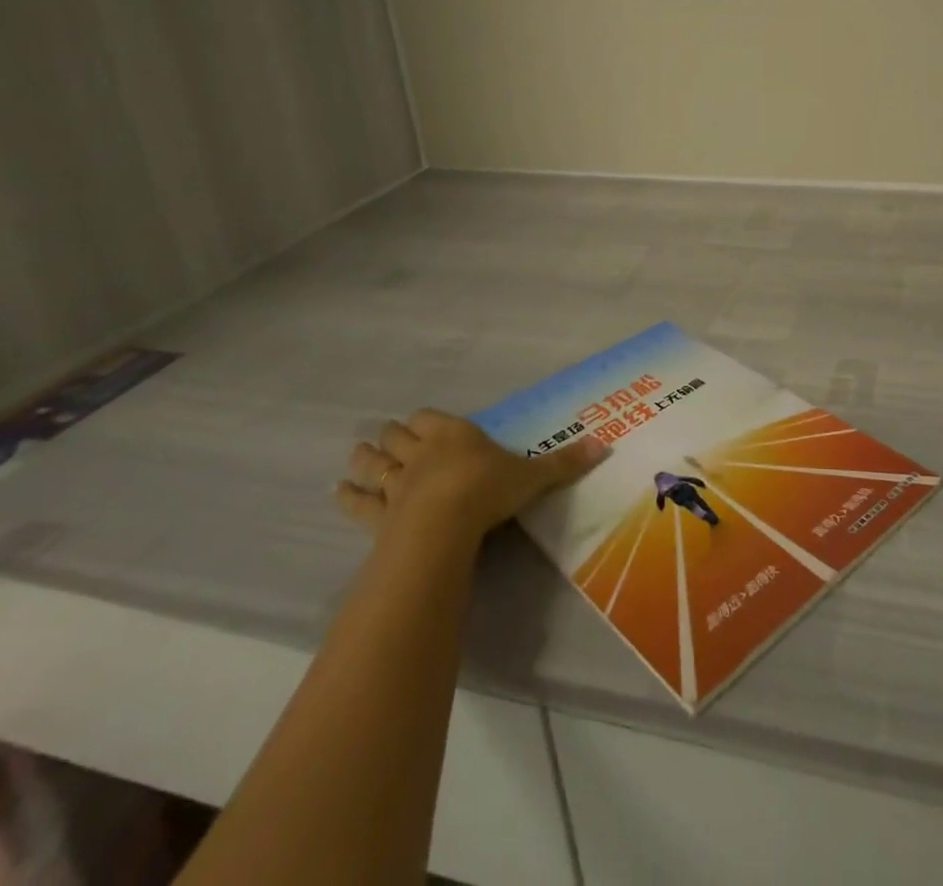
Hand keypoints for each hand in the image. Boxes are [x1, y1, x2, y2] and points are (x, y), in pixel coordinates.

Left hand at [337, 410, 608, 548]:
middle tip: (393, 440)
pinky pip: (358, 502)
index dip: (426, 423)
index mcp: (454, 434)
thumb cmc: (489, 490)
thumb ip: (564, 463)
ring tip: (361, 455)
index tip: (427, 428)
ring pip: (372, 461)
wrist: (446, 523)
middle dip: (393, 436)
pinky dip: (347, 496)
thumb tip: (605, 446)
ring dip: (366, 458)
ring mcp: (395, 482)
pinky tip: (337, 491)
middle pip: (396, 435)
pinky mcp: (378, 514)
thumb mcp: (533, 476)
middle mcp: (420, 451)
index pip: (430, 418)